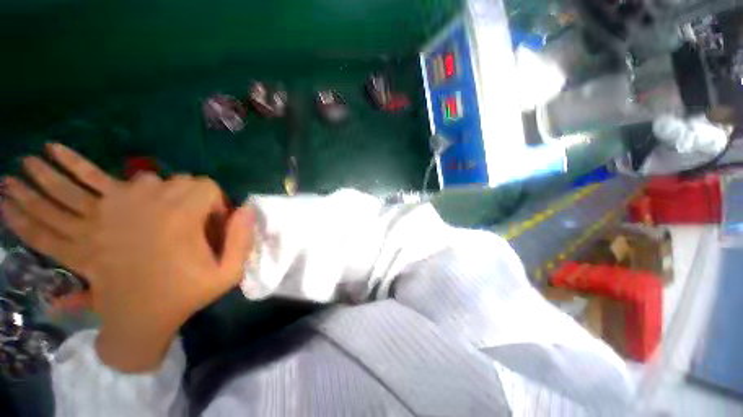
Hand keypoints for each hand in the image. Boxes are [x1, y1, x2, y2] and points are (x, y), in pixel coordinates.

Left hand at [1, 144, 253, 371]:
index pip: (206, 187)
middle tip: (189, 222)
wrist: (140, 320)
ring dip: (152, 189)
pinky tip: (46, 152)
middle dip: (189, 196)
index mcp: (180, 218)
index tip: (213, 225)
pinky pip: (75, 190)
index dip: (215, 204)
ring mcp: (113, 211)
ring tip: (142, 206)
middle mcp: (145, 206)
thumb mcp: (228, 274)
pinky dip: (67, 169)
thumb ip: (243, 239)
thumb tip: (246, 208)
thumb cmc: (185, 296)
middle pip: (176, 180)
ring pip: (142, 179)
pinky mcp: (93, 222)